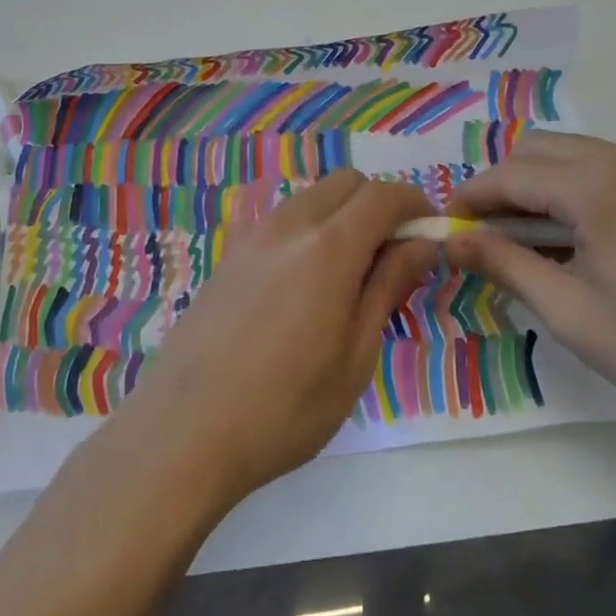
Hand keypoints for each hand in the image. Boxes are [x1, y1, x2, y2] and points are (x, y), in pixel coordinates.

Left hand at [113, 170, 437, 506]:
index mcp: (328, 246)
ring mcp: (252, 235)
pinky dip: (309, 230)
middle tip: (393, 256)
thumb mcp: (355, 355)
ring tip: (350, 275)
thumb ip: (389, 287)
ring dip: (343, 215)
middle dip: (379, 204)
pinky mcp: (229, 254)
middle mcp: (289, 224)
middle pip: (346, 183)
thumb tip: (421, 244)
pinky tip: (304, 286)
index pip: (383, 195)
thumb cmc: (285, 407)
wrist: (184, 431)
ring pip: (312, 198)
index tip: (432, 231)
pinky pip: (282, 220)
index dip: (415, 203)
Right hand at [445, 132, 615, 429]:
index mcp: (596, 184)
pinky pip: (603, 168)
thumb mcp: (572, 313)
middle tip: (487, 236)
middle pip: (537, 149)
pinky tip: (578, 239)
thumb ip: (505, 265)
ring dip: (537, 185)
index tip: (447, 226)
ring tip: (529, 241)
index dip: (471, 197)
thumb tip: (451, 240)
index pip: (510, 174)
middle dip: (501, 185)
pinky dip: (573, 188)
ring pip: (570, 154)